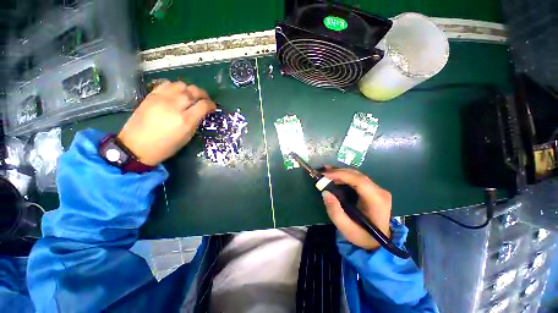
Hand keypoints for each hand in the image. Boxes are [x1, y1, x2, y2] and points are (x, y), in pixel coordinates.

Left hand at [118, 81, 215, 165]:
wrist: (136, 146)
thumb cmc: (166, 146)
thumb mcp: (187, 137)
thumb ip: (195, 122)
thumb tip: (201, 112)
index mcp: (185, 120)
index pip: (203, 105)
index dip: (211, 105)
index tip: (213, 107)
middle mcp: (174, 106)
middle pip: (193, 91)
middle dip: (203, 94)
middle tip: (205, 98)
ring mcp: (161, 99)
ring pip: (181, 85)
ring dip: (189, 89)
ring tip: (191, 95)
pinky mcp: (151, 96)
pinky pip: (167, 84)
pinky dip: (175, 87)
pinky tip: (176, 93)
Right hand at [321, 168, 391, 249]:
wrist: (378, 242)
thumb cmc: (363, 236)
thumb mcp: (346, 229)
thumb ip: (335, 211)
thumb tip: (325, 192)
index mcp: (376, 200)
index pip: (359, 181)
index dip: (341, 175)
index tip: (325, 175)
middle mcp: (380, 191)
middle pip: (357, 175)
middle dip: (338, 172)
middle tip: (323, 173)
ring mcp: (378, 189)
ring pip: (357, 175)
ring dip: (340, 173)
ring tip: (326, 172)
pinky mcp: (373, 190)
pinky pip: (357, 179)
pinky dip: (344, 176)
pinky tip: (335, 175)